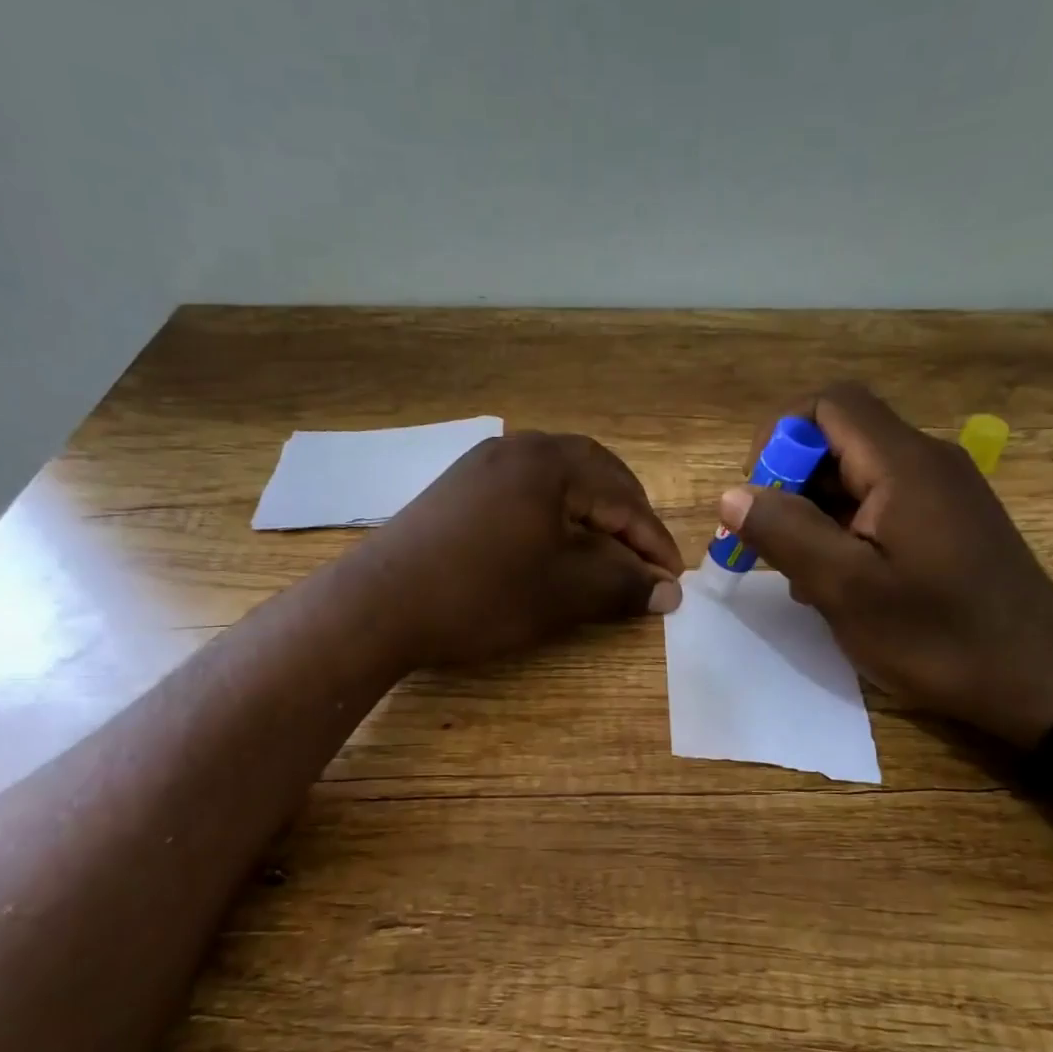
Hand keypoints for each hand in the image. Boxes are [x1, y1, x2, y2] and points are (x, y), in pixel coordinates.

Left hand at [353, 431, 683, 668]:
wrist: (379, 604)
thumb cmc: (482, 594)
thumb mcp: (564, 593)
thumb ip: (624, 586)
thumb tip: (670, 593)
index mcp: (551, 462)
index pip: (624, 498)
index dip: (653, 541)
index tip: (673, 579)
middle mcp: (518, 447)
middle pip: (594, 475)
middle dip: (627, 519)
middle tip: (645, 560)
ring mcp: (483, 463)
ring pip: (559, 481)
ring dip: (590, 514)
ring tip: (607, 553)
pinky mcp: (459, 486)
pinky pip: (525, 491)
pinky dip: (554, 515)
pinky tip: (554, 543)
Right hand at [718, 383, 1052, 745]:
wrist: (1040, 678)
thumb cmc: (938, 634)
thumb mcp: (847, 589)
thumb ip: (785, 534)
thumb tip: (731, 495)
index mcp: (902, 464)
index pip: (827, 404)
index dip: (779, 437)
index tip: (759, 497)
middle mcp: (925, 461)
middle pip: (838, 438)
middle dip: (791, 485)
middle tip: (775, 548)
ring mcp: (940, 491)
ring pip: (855, 476)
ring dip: (815, 514)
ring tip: (806, 576)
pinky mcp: (947, 521)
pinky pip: (879, 504)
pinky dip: (845, 530)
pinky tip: (842, 583)